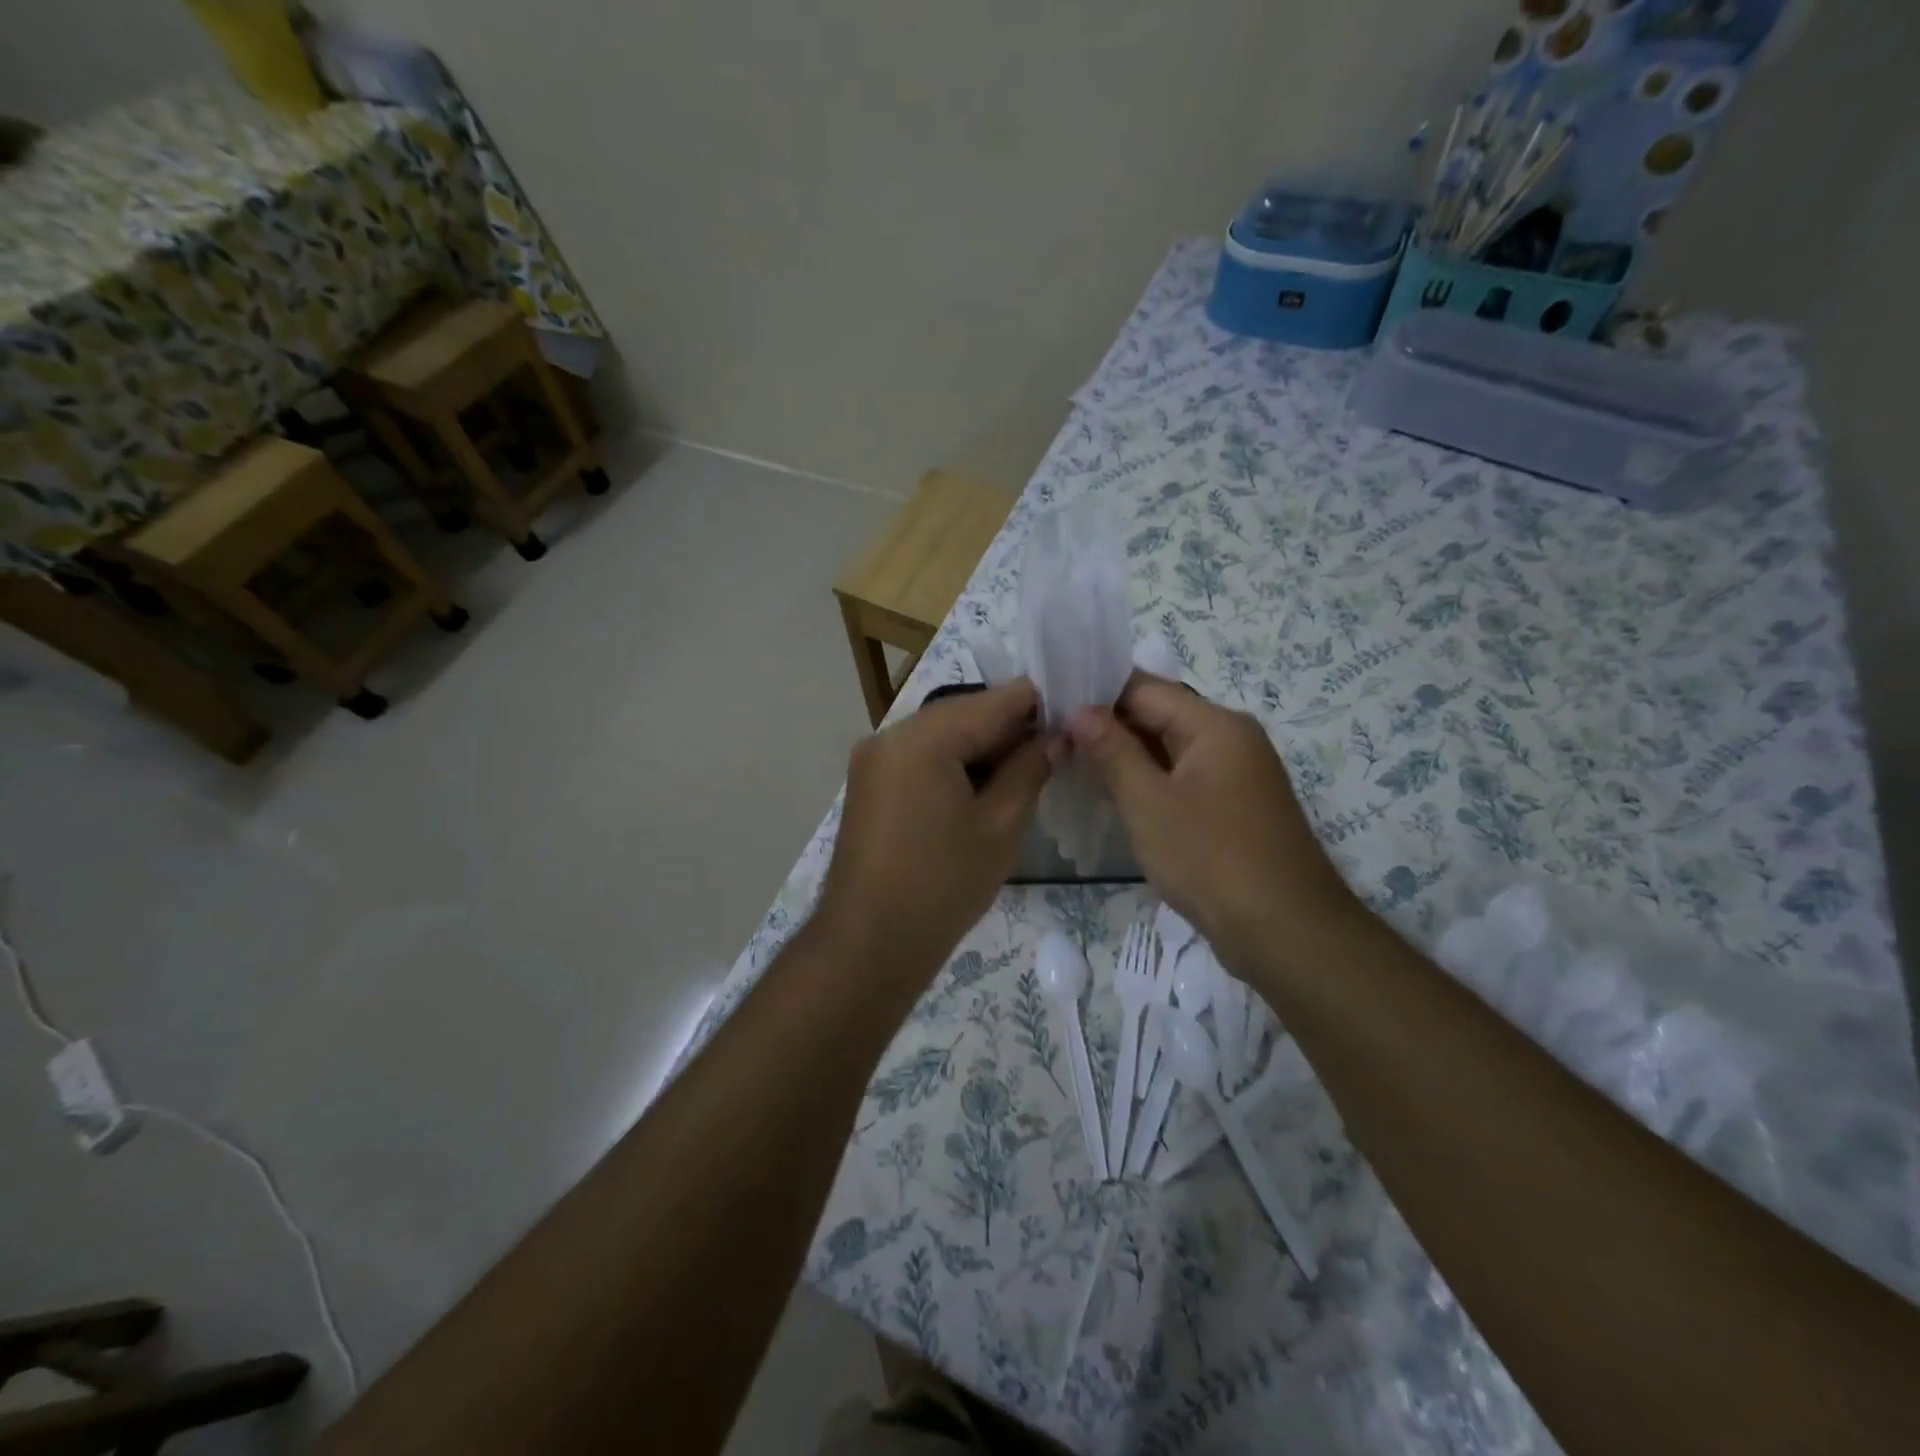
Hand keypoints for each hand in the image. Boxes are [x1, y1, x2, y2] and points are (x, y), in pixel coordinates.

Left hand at [815, 680, 1057, 982]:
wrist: (870, 944)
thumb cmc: (943, 885)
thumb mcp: (999, 825)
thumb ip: (1030, 769)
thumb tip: (1057, 736)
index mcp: (922, 737)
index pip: (993, 701)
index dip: (1037, 704)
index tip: (1074, 716)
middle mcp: (890, 735)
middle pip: (963, 714)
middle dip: (1009, 729)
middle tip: (1054, 751)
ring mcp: (873, 760)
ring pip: (941, 736)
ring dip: (982, 748)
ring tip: (1024, 773)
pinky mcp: (869, 785)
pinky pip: (920, 758)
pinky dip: (953, 765)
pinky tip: (982, 788)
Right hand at [1067, 673, 1356, 974]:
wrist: (1285, 932)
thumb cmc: (1211, 859)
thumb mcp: (1149, 803)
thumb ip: (1112, 751)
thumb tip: (1080, 710)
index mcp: (1215, 725)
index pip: (1145, 689)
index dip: (1097, 695)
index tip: (1052, 708)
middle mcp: (1231, 739)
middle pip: (1160, 716)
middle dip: (1108, 727)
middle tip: (1055, 739)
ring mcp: (1236, 775)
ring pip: (1170, 751)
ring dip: (1126, 757)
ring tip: (1073, 764)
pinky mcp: (1234, 808)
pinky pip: (1183, 780)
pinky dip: (1150, 783)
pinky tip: (1114, 796)